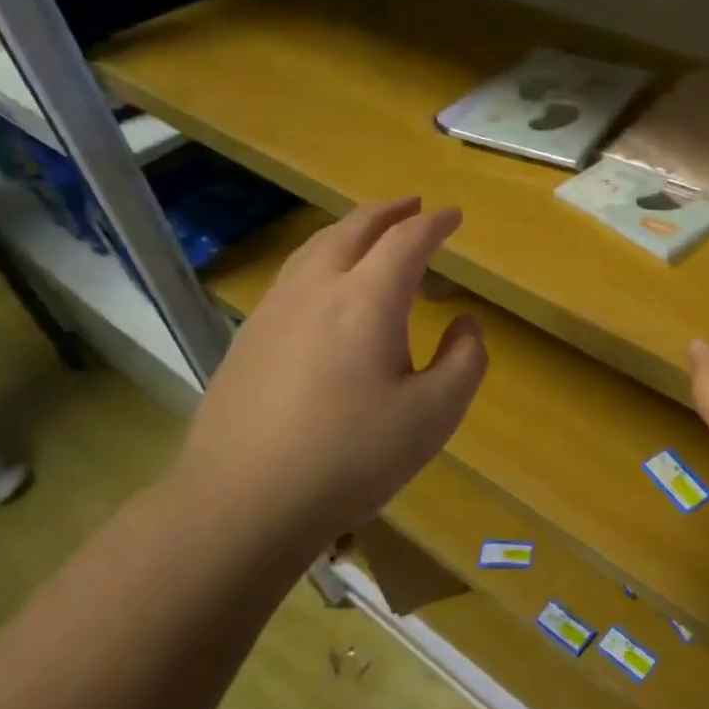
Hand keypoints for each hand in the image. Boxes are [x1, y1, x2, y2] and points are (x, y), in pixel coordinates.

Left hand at [173, 199, 486, 549]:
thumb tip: (465, 324)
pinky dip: (322, 259)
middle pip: (354, 229)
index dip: (435, 224)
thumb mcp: (434, 416)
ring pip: (315, 247)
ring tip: (371, 234)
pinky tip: (326, 288)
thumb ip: (464, 361)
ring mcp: (274, 310)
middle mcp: (317, 289)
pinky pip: (293, 275)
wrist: (242, 502)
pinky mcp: (248, 337)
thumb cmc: (351, 457)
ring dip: (351, 230)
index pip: (407, 241)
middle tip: (414, 206)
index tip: (455, 216)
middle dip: (389, 212)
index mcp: (366, 300)